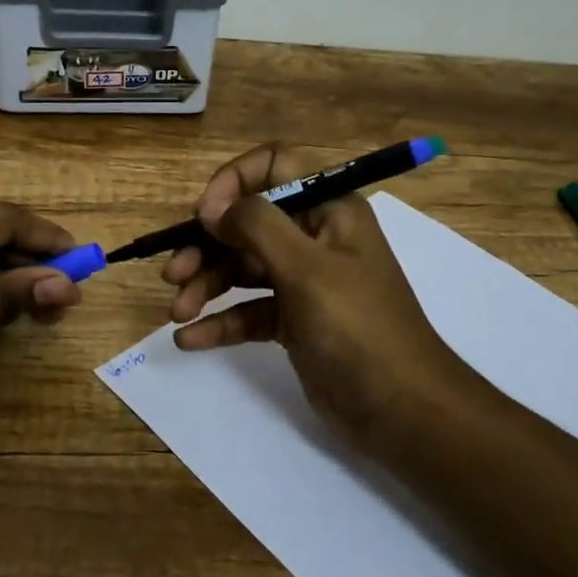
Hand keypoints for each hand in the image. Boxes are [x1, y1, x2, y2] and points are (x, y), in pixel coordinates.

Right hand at [163, 144, 481, 447]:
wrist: (402, 410)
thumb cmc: (357, 327)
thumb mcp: (307, 269)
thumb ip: (257, 226)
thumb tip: (213, 206)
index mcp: (328, 209)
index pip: (274, 166)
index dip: (234, 182)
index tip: (205, 217)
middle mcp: (314, 238)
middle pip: (247, 223)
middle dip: (207, 245)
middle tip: (174, 274)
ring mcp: (303, 281)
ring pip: (242, 268)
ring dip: (206, 285)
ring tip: (178, 312)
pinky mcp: (293, 322)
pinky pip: (248, 310)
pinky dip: (219, 322)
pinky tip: (190, 339)